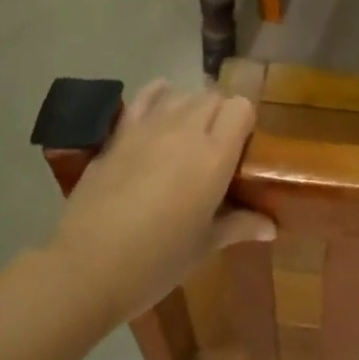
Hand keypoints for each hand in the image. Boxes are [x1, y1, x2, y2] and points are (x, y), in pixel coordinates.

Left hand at [49, 80, 275, 326]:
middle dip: (220, 115)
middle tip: (216, 148)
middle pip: (214, 97)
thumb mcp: (203, 247)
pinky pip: (147, 95)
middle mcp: (187, 129)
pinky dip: (159, 93)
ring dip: (192, 107)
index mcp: (214, 156)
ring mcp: (151, 125)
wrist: (87, 266)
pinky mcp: (122, 130)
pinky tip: (161, 105)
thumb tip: (271, 226)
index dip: (244, 122)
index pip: (241, 107)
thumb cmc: (154, 263)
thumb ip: (238, 225)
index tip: (241, 147)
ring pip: (183, 93)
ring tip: (188, 135)